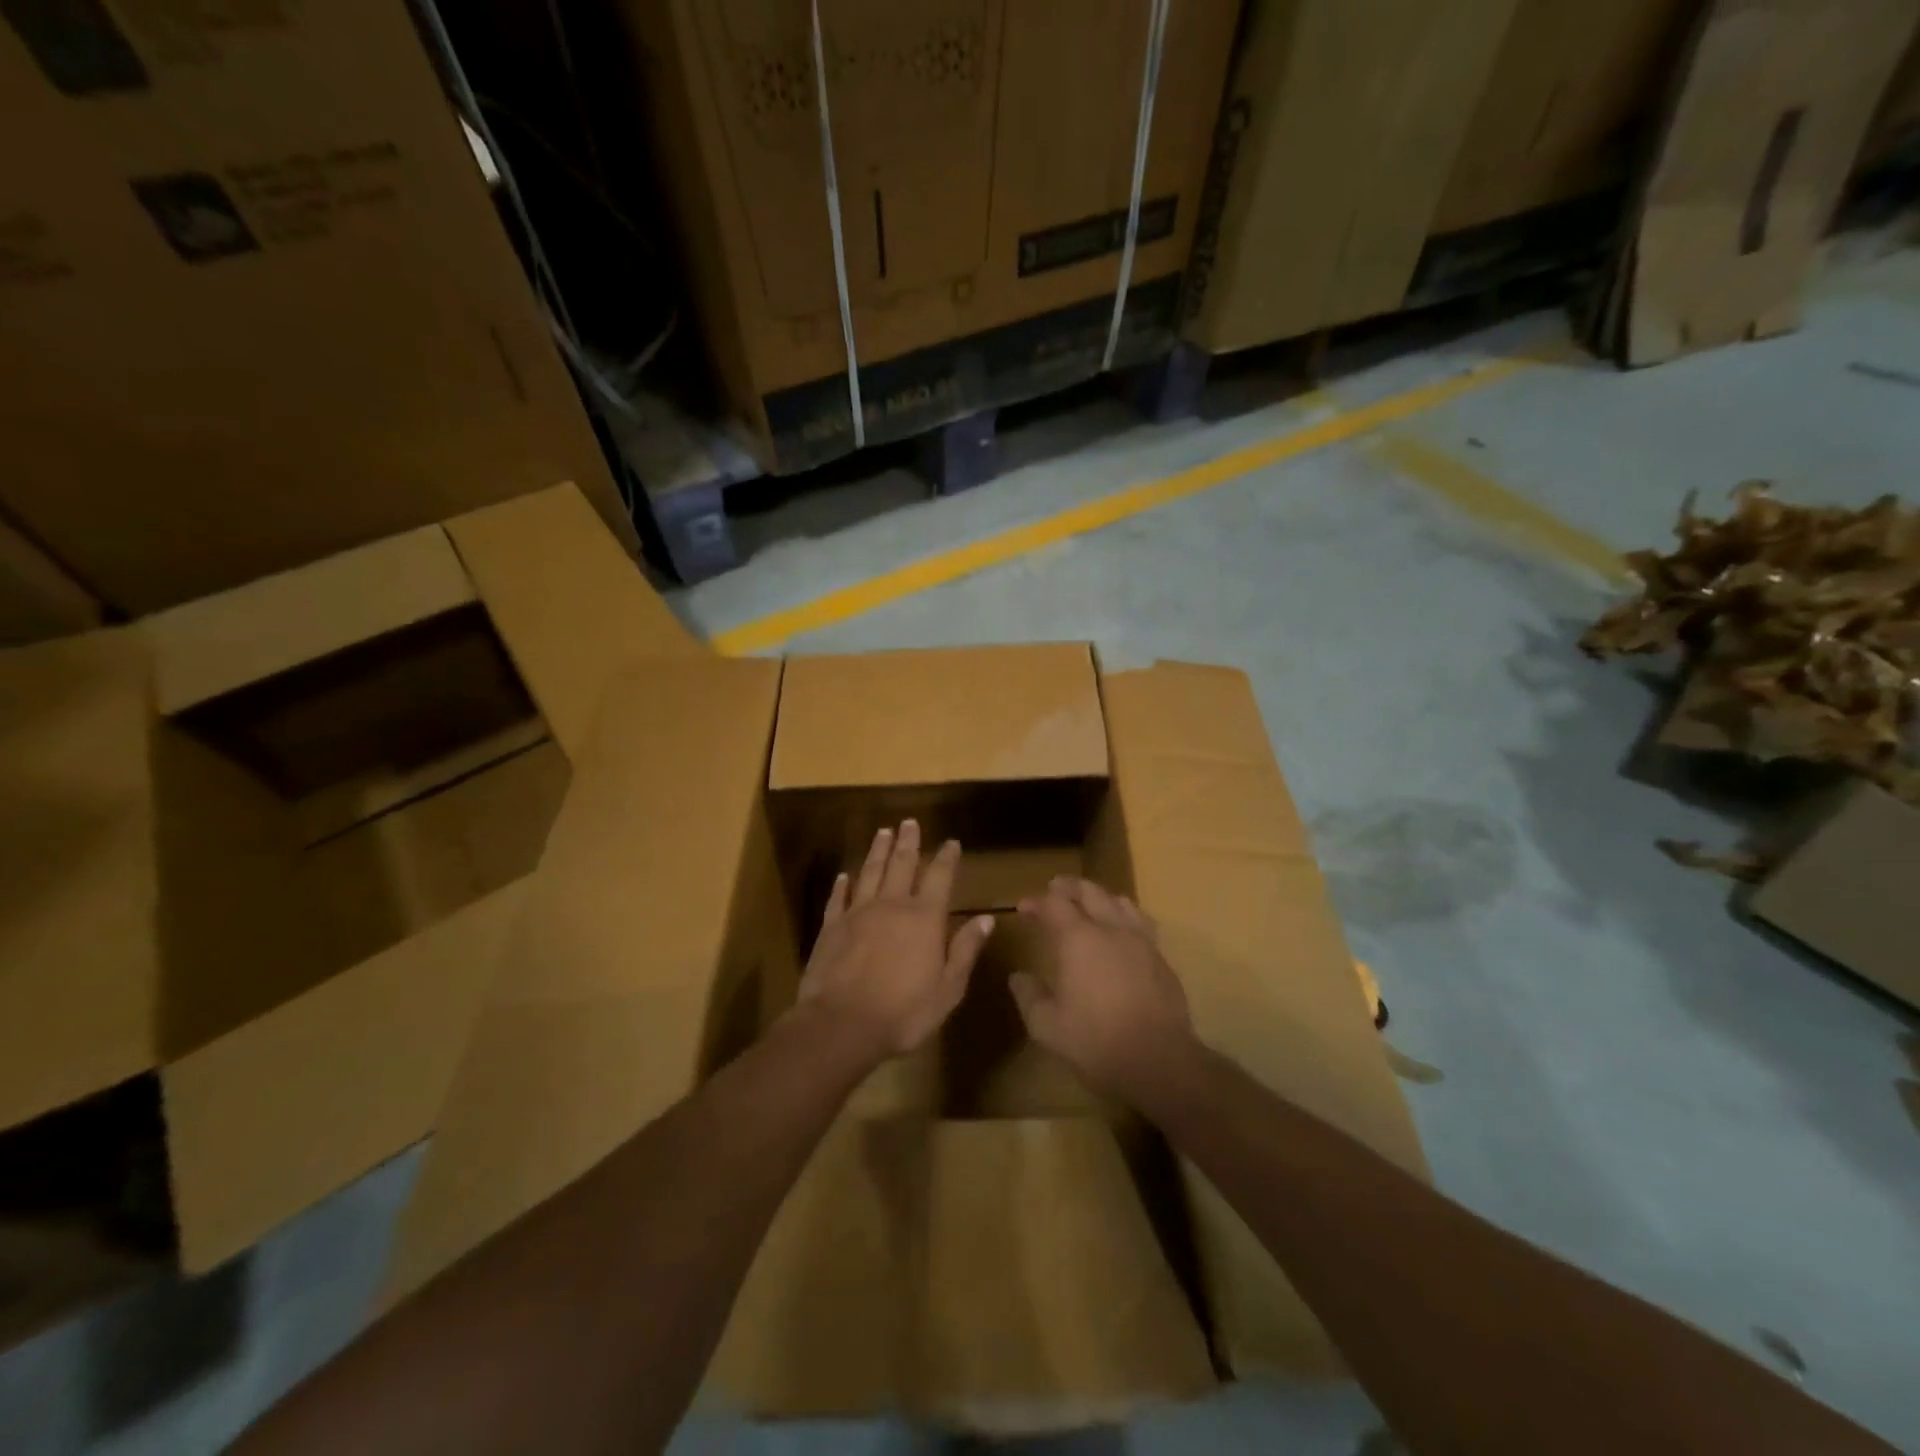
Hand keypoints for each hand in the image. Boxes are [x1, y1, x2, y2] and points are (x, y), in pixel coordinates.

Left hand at [797, 820, 994, 1064]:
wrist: (841, 1025)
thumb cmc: (903, 1012)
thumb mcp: (948, 988)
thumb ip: (965, 950)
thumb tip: (986, 919)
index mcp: (924, 918)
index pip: (939, 877)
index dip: (946, 858)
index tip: (951, 842)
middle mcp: (892, 905)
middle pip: (901, 864)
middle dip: (908, 842)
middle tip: (909, 823)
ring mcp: (858, 913)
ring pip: (870, 872)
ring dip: (877, 851)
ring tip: (883, 832)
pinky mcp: (831, 927)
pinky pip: (838, 897)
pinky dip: (842, 884)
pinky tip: (844, 875)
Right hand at [1010, 877, 1196, 1105]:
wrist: (1159, 1061)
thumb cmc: (1096, 1041)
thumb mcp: (1047, 1026)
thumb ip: (1029, 996)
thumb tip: (1018, 977)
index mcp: (1079, 939)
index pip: (1054, 905)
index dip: (1037, 902)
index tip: (1024, 908)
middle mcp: (1111, 929)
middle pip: (1090, 891)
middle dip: (1069, 887)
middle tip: (1055, 888)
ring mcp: (1141, 941)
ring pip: (1120, 901)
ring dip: (1100, 896)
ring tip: (1090, 902)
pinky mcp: (1161, 958)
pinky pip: (1141, 922)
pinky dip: (1124, 915)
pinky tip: (1122, 930)